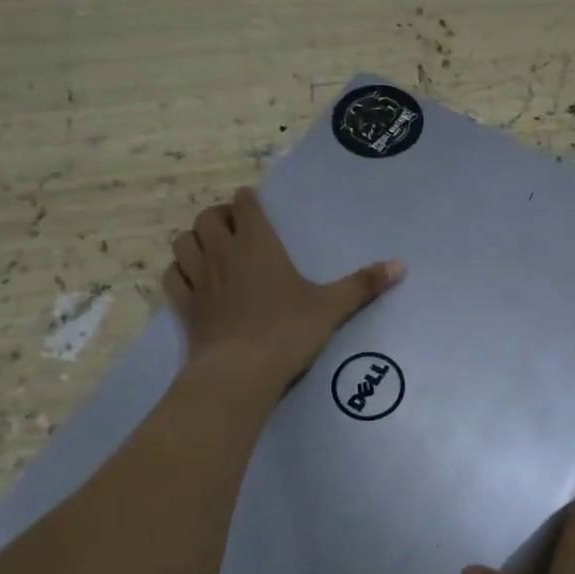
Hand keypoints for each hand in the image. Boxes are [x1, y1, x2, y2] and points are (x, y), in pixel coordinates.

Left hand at [164, 186, 403, 389]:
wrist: (241, 372)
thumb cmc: (288, 332)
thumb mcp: (331, 307)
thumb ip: (363, 284)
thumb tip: (401, 265)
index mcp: (257, 243)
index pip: (244, 204)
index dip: (247, 201)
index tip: (254, 205)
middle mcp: (223, 252)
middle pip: (207, 217)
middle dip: (218, 217)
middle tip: (234, 229)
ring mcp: (199, 279)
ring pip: (184, 242)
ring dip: (195, 240)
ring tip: (211, 251)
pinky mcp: (184, 306)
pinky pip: (173, 277)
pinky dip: (180, 272)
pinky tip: (192, 281)